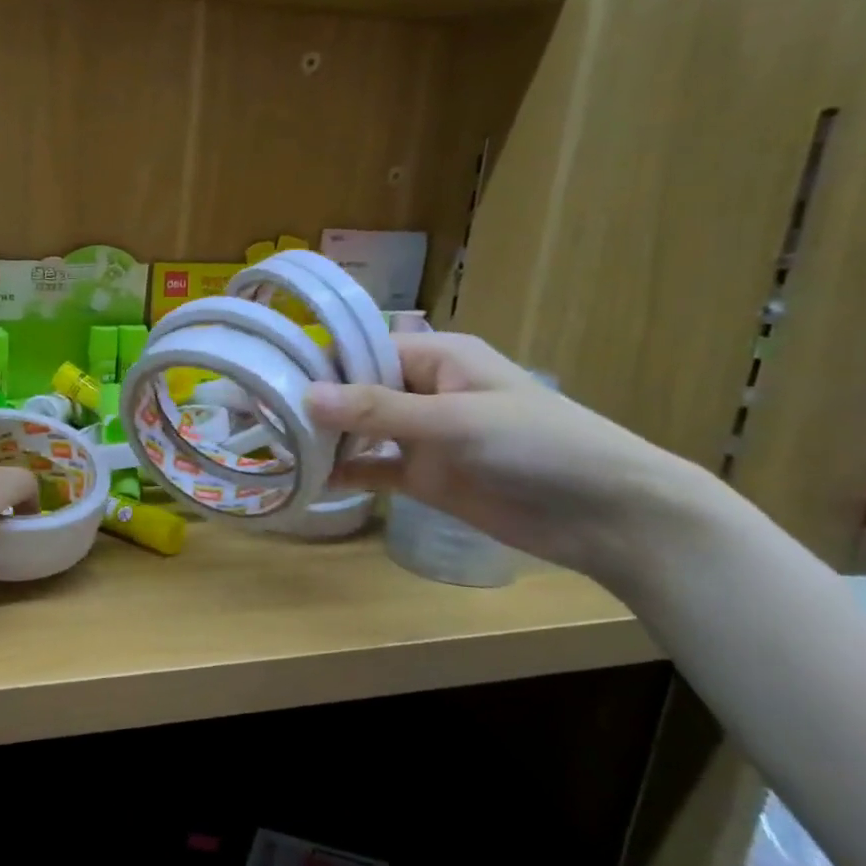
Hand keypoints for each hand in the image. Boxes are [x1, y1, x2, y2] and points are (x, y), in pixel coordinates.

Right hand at [303, 333, 716, 582]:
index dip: (317, 362)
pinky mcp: (424, 477)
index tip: (267, 378)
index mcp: (437, 358)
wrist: (609, 516)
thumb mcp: (456, 420)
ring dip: (324, 439)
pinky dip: (345, 472)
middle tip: (256, 417)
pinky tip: (309, 481)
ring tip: (271, 447)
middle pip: (354, 390)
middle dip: (311, 403)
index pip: (363, 349)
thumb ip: (380, 410)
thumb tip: (304, 396)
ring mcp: (422, 436)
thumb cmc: (539, 446)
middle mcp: (423, 390)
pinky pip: (373, 468)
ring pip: (359, 430)